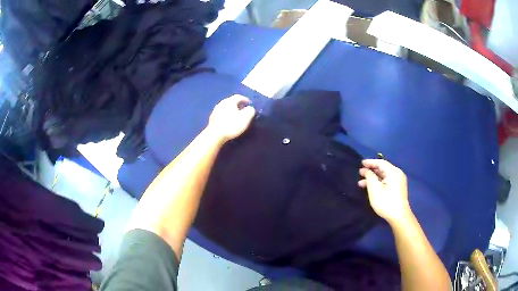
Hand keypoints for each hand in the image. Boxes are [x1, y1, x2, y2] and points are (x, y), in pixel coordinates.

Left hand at [207, 95, 255, 142]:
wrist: (215, 135)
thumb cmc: (231, 125)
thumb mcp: (245, 117)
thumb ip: (250, 111)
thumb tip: (250, 108)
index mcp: (229, 101)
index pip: (238, 96)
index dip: (245, 99)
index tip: (249, 103)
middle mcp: (221, 103)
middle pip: (231, 102)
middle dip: (238, 105)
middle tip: (243, 110)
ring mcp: (215, 111)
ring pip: (225, 108)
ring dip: (231, 111)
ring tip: (236, 116)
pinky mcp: (212, 119)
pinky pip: (221, 114)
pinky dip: (226, 116)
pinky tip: (228, 122)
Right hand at [358, 159, 411, 224]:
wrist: (399, 216)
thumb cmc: (386, 201)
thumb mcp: (374, 188)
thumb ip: (369, 176)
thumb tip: (366, 170)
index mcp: (393, 172)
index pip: (381, 163)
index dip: (370, 162)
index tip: (360, 163)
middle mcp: (397, 174)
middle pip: (383, 168)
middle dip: (371, 171)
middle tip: (360, 173)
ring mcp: (399, 181)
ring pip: (384, 176)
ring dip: (374, 178)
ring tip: (362, 183)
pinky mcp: (398, 188)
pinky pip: (387, 180)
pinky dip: (379, 182)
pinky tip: (372, 187)